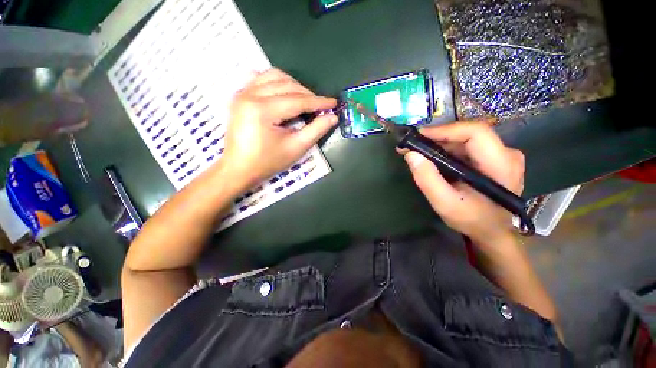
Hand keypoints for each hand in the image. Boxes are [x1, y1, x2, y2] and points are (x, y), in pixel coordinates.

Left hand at [221, 68, 337, 188]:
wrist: (239, 168)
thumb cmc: (268, 162)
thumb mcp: (295, 148)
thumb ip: (316, 130)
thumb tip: (332, 117)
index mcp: (263, 110)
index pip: (298, 100)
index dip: (318, 102)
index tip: (334, 103)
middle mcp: (250, 94)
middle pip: (287, 85)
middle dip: (308, 94)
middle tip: (321, 106)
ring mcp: (242, 92)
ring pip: (274, 76)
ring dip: (293, 85)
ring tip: (305, 99)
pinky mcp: (240, 95)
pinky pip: (260, 78)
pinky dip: (276, 82)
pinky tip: (284, 92)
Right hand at [402, 120, 524, 245]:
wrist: (492, 231)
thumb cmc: (472, 220)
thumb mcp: (445, 203)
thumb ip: (427, 179)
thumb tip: (410, 154)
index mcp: (501, 164)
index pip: (476, 132)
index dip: (445, 130)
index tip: (419, 136)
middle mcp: (506, 153)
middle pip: (468, 133)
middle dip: (437, 137)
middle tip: (412, 145)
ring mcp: (501, 154)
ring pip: (465, 138)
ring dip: (439, 143)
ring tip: (417, 150)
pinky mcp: (492, 158)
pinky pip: (466, 146)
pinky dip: (446, 149)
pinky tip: (431, 156)